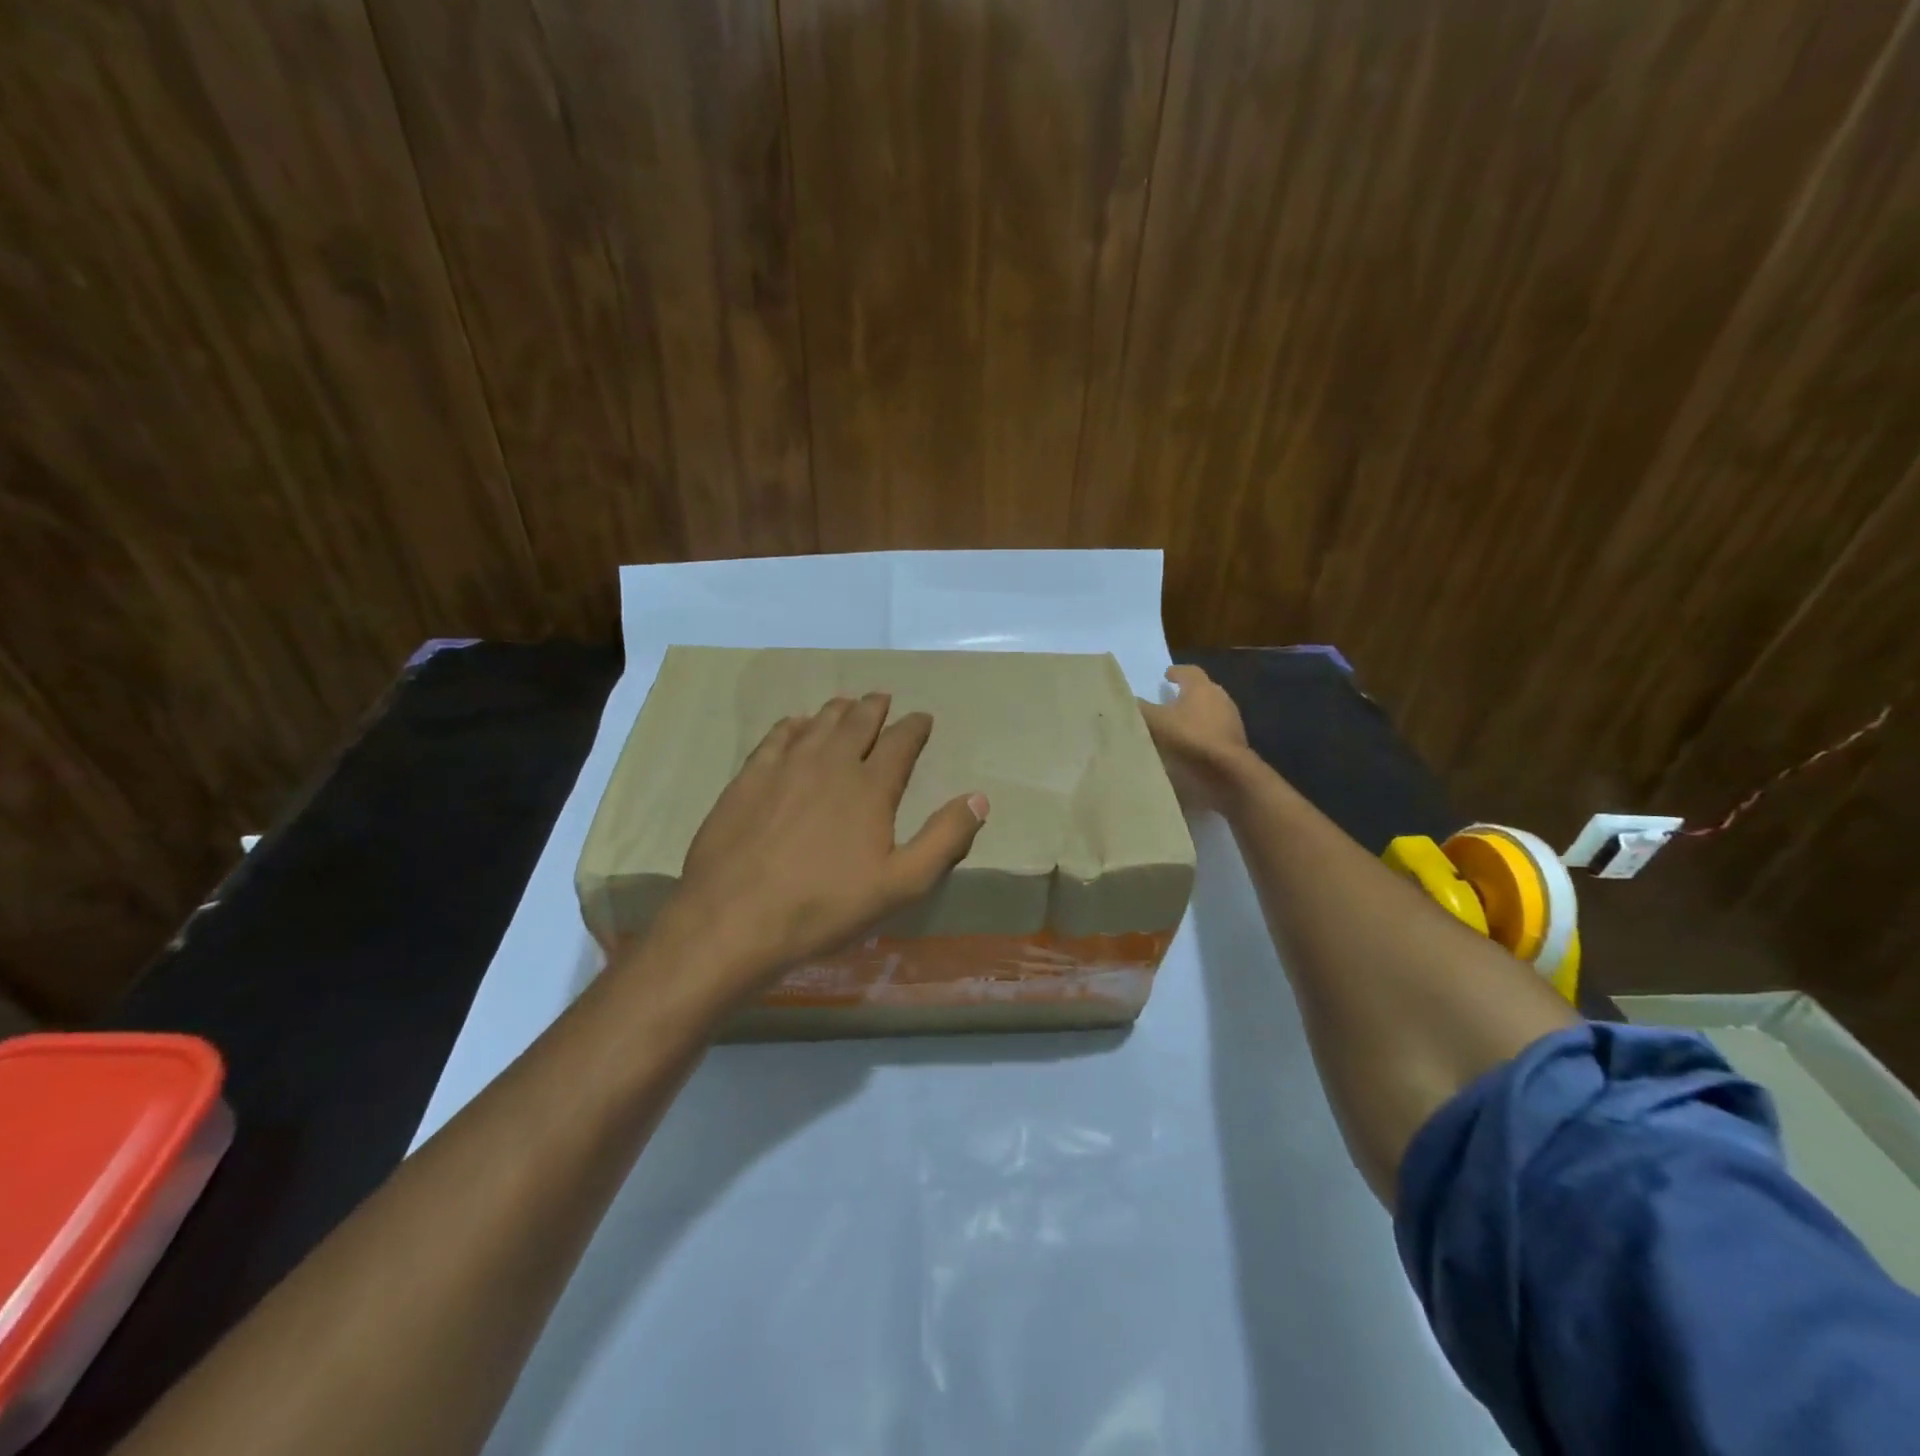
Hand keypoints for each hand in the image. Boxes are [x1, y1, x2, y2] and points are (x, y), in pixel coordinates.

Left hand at [650, 693, 988, 999]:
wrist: (734, 919)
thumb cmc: (825, 906)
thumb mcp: (901, 884)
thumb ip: (944, 839)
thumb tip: (979, 798)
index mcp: (870, 786)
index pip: (900, 742)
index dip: (915, 727)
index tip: (923, 718)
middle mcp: (830, 763)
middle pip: (857, 722)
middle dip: (875, 708)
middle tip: (883, 698)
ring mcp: (785, 767)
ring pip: (817, 723)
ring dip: (837, 710)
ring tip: (847, 704)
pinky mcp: (748, 779)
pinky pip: (775, 737)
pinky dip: (792, 725)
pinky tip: (794, 725)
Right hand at [1137, 665, 1251, 812]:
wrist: (1227, 770)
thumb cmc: (1190, 737)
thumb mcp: (1156, 722)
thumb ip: (1141, 709)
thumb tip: (1128, 699)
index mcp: (1201, 687)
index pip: (1188, 671)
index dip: (1176, 672)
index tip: (1166, 676)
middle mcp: (1219, 697)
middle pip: (1202, 690)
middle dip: (1186, 694)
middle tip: (1169, 701)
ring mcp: (1231, 719)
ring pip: (1210, 710)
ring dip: (1195, 715)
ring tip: (1177, 725)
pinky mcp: (1236, 740)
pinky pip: (1215, 730)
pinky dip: (1202, 733)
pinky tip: (1190, 744)